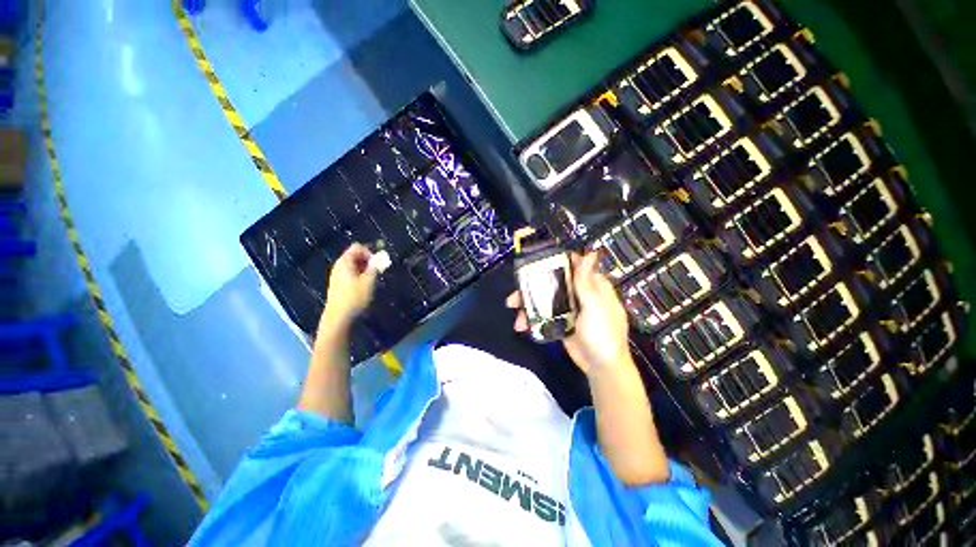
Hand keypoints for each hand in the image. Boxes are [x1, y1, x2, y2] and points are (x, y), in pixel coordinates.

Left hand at [321, 243, 377, 329]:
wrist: (339, 316)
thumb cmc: (355, 297)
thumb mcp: (369, 281)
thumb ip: (375, 267)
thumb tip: (380, 258)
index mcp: (345, 262)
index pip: (357, 247)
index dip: (369, 252)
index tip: (377, 263)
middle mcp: (339, 265)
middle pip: (355, 255)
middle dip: (368, 260)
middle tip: (377, 270)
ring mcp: (337, 275)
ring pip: (353, 265)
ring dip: (365, 268)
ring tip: (372, 279)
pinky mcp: (338, 284)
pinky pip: (350, 273)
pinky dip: (359, 275)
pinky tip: (365, 285)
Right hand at [507, 252, 632, 375]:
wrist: (602, 367)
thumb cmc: (604, 334)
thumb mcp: (596, 307)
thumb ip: (587, 282)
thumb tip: (591, 253)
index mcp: (591, 286)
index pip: (573, 265)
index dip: (555, 260)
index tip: (536, 260)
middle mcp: (578, 293)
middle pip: (552, 282)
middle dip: (533, 285)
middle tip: (516, 292)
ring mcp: (568, 308)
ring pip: (545, 299)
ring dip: (528, 304)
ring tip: (514, 312)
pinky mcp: (560, 322)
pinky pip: (543, 315)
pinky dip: (532, 318)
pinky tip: (522, 325)